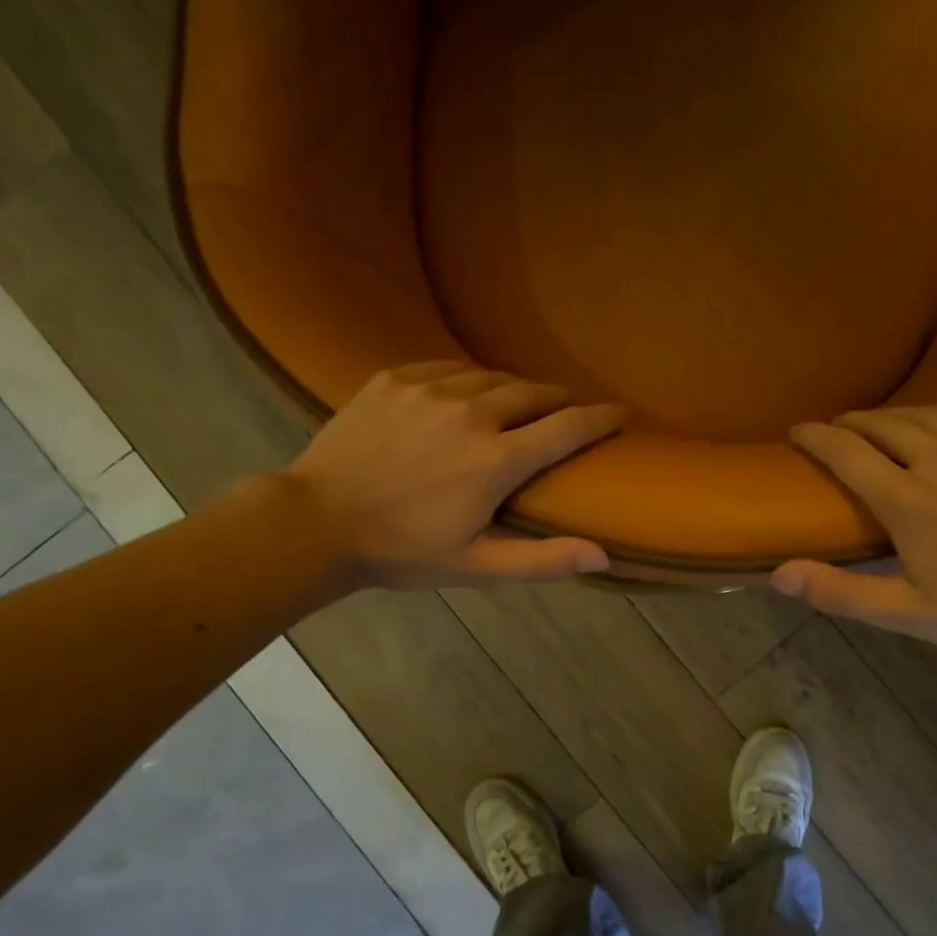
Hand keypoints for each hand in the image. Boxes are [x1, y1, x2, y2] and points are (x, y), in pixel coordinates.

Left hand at [284, 361, 622, 588]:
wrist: (316, 522)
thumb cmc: (402, 551)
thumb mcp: (476, 567)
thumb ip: (542, 560)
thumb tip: (603, 556)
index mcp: (496, 461)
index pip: (568, 427)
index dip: (601, 417)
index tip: (620, 412)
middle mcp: (471, 414)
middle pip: (535, 393)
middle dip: (560, 401)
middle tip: (568, 411)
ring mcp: (430, 390)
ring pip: (493, 377)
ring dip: (516, 390)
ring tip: (520, 405)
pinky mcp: (396, 378)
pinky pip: (450, 368)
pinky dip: (471, 380)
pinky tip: (468, 395)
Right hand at [771, 406, 936, 654]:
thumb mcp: (904, 612)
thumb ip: (839, 591)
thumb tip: (778, 574)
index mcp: (910, 502)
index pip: (848, 453)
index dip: (817, 437)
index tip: (798, 432)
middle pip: (886, 425)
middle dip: (854, 423)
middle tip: (837, 428)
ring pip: (928, 414)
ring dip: (894, 416)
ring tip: (879, 425)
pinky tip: (935, 422)